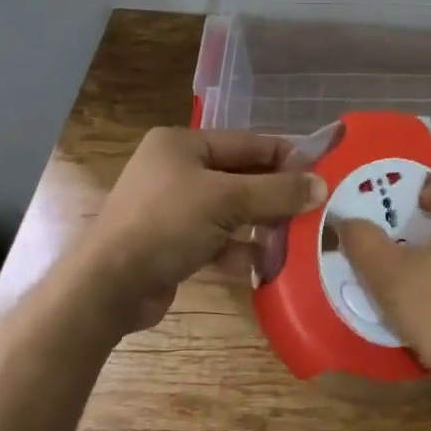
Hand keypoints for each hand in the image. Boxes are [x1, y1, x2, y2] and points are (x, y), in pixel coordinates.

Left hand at [82, 128, 326, 331]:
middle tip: (314, 209)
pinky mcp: (171, 243)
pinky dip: (238, 250)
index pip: (247, 143)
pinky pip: (216, 239)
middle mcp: (176, 169)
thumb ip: (277, 192)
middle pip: (240, 178)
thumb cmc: (167, 224)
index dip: (285, 156)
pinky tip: (264, 266)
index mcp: (182, 144)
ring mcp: (171, 208)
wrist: (108, 288)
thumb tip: (321, 185)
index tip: (321, 170)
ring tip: (296, 240)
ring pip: (230, 211)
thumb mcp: (228, 201)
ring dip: (260, 226)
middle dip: (274, 196)